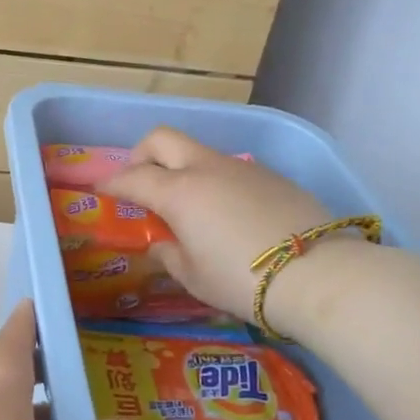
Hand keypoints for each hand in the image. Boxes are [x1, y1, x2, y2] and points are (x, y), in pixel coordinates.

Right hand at [103, 126, 342, 323]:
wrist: (318, 274)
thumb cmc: (242, 280)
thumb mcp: (194, 277)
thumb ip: (170, 255)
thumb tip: (161, 243)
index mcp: (179, 193)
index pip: (134, 177)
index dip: (113, 182)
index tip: (101, 187)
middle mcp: (206, 169)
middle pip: (162, 139)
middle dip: (142, 153)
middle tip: (140, 178)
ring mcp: (241, 167)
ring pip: (199, 152)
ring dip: (182, 167)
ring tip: (188, 203)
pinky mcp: (271, 175)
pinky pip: (230, 168)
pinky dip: (216, 181)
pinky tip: (229, 212)